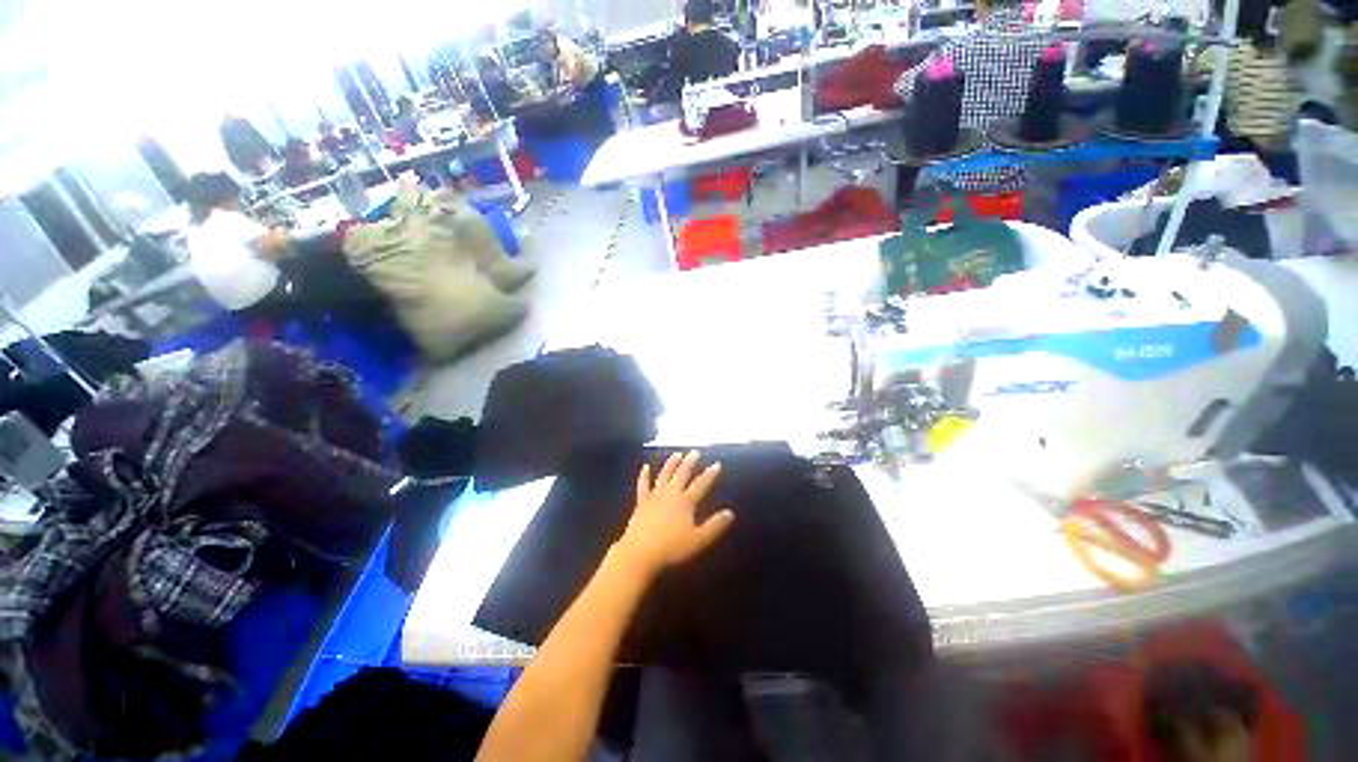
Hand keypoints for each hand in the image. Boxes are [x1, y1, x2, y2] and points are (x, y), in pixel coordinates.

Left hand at [613, 451, 733, 579]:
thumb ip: (715, 526)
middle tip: (694, 452)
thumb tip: (730, 513)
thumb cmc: (672, 548)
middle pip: (681, 475)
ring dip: (671, 464)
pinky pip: (643, 486)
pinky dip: (644, 476)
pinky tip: (645, 467)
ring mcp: (654, 497)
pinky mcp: (641, 503)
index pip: (701, 485)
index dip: (710, 474)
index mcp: (685, 502)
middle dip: (689, 463)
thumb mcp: (699, 540)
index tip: (716, 464)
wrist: (640, 552)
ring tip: (676, 454)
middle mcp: (671, 494)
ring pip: (664, 475)